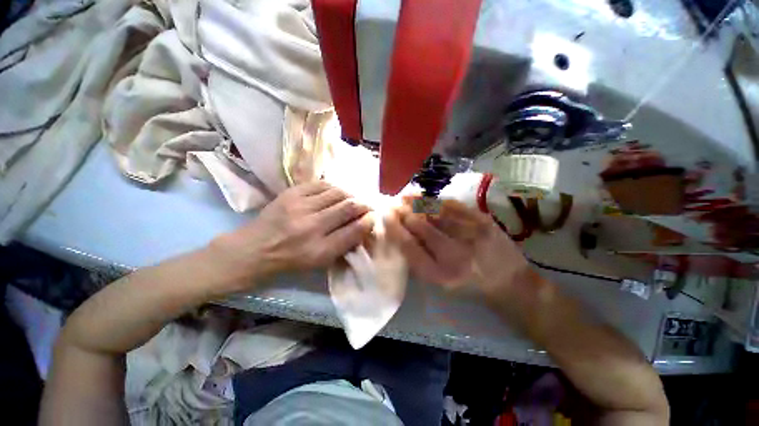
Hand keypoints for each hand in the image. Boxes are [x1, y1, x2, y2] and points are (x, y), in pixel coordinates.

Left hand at [211, 181, 373, 285]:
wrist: (254, 249)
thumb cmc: (291, 260)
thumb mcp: (320, 262)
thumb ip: (344, 245)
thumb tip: (363, 226)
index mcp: (320, 250)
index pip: (354, 230)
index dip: (369, 221)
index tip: (373, 217)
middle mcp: (312, 227)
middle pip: (349, 208)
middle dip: (364, 205)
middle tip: (368, 205)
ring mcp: (300, 207)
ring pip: (338, 193)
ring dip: (351, 195)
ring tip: (353, 198)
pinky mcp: (291, 193)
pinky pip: (322, 184)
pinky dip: (334, 188)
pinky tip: (336, 193)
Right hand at [385, 198, 529, 297]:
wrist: (510, 283)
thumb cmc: (470, 287)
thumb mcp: (440, 283)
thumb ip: (419, 260)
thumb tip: (400, 233)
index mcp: (440, 275)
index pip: (408, 246)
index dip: (393, 228)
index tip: (384, 216)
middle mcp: (454, 255)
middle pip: (420, 226)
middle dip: (402, 212)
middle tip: (392, 204)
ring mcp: (471, 234)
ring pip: (434, 212)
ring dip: (415, 202)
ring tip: (404, 196)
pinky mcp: (483, 221)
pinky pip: (452, 205)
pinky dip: (435, 200)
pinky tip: (425, 197)